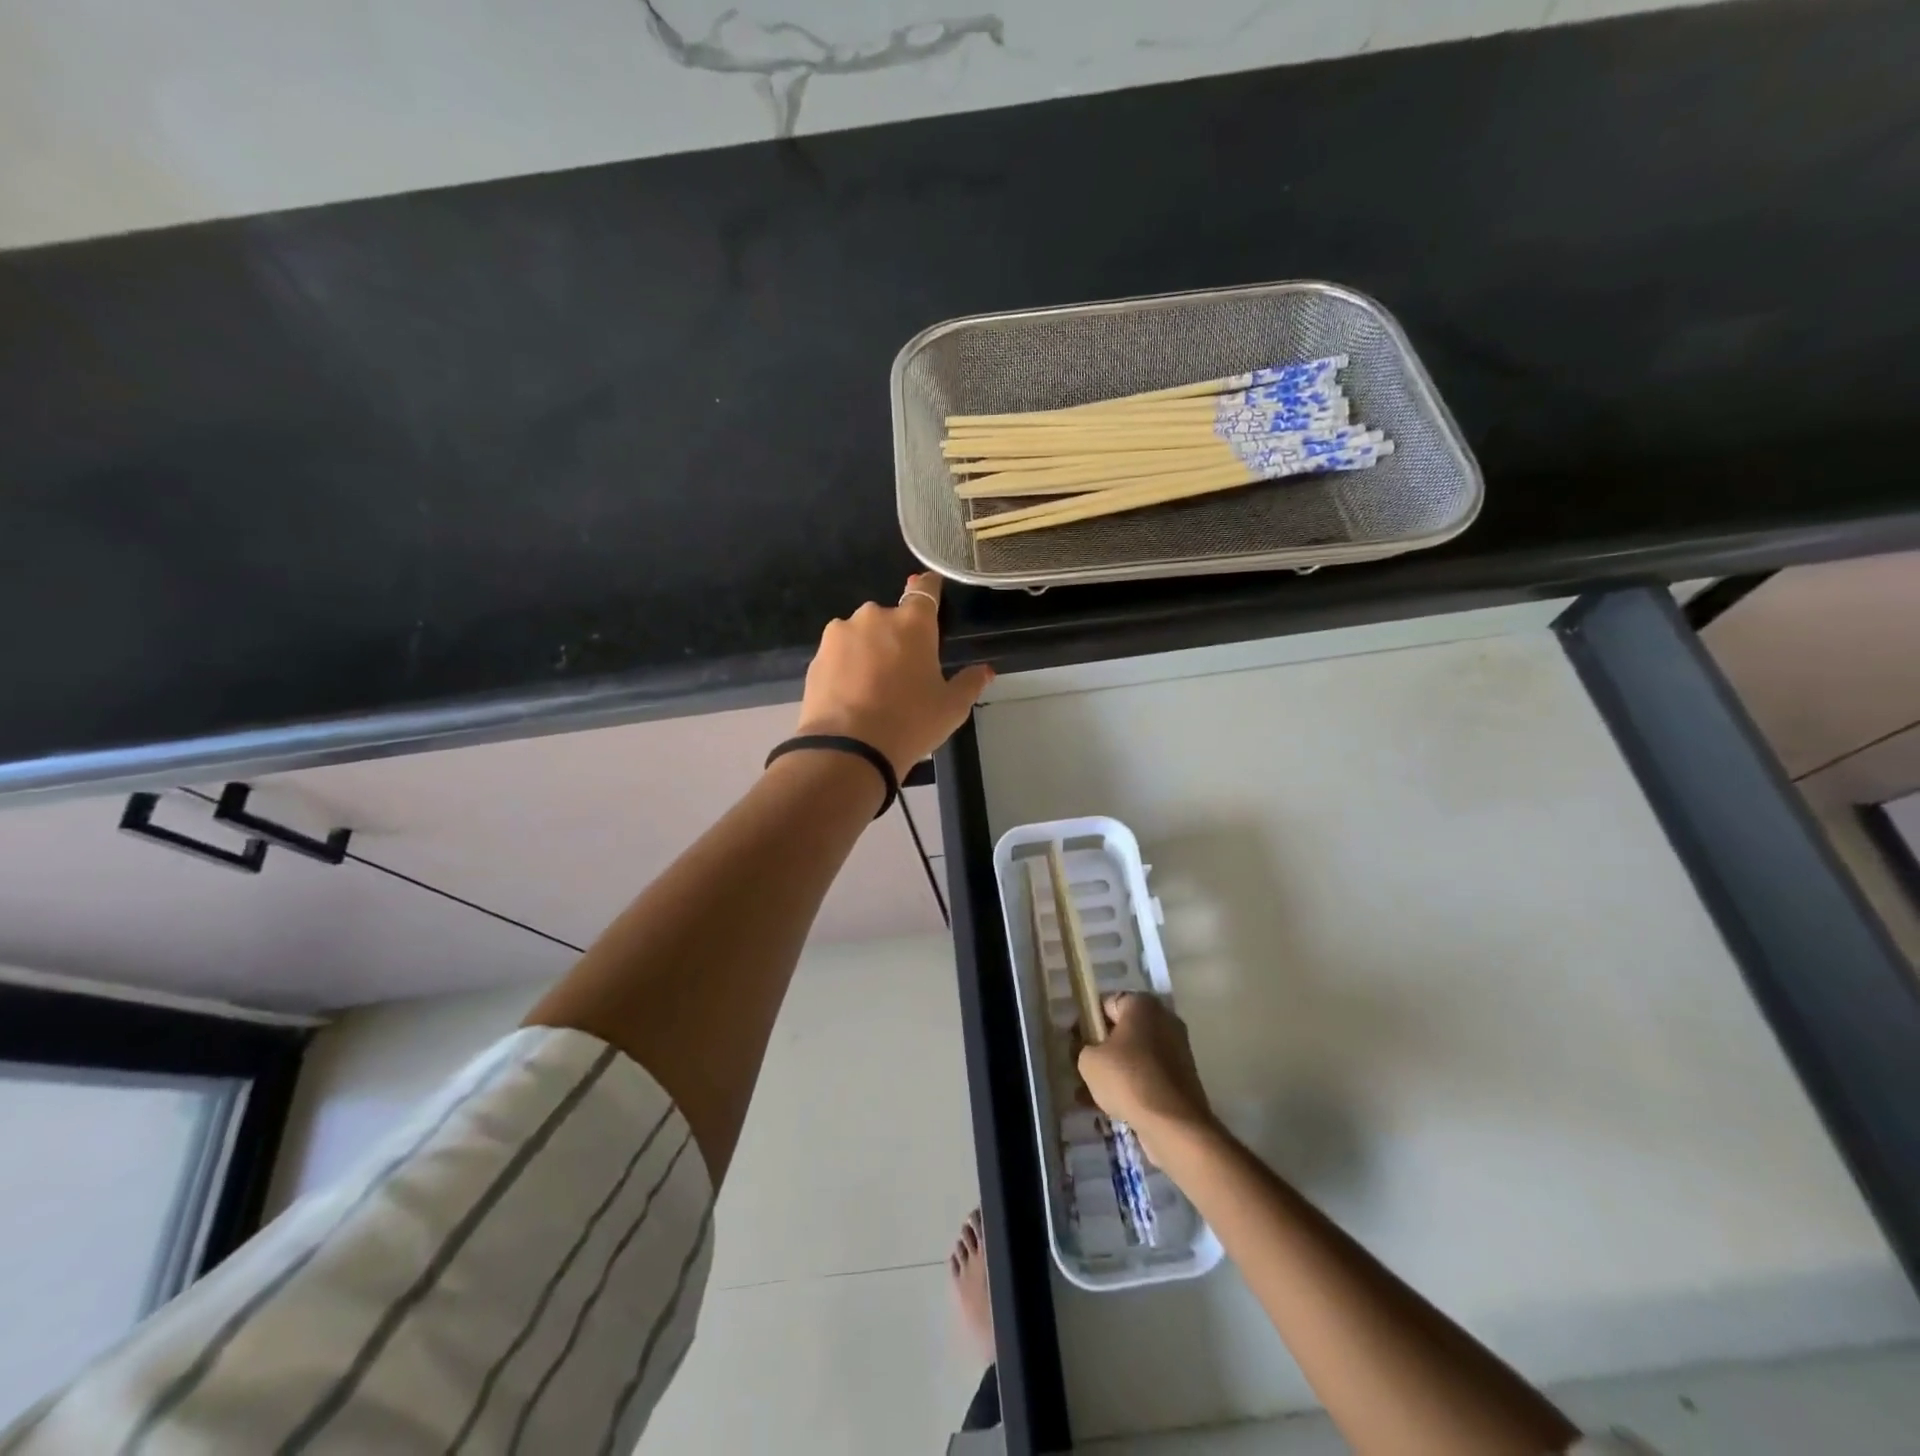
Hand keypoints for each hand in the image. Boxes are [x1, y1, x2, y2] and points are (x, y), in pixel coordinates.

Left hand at [795, 572, 993, 775]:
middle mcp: (874, 617)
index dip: (928, 587)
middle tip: (903, 671)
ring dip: (868, 650)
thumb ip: (969, 683)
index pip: (924, 590)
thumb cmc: (910, 723)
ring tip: (873, 687)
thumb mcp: (951, 708)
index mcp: (912, 623)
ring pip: (861, 635)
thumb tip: (985, 671)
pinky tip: (851, 695)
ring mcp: (840, 635)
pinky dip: (846, 667)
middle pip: (890, 618)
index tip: (930, 587)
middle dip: (896, 636)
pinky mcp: (816, 657)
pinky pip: (839, 655)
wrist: (847, 750)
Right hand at [1078, 993, 1216, 1161]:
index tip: (1076, 1042)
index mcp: (1143, 1005)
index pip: (1107, 1004)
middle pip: (1123, 1031)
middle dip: (1102, 1049)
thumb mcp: (1089, 1061)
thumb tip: (1088, 1049)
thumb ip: (1082, 1048)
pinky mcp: (1182, 1079)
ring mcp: (1177, 1050)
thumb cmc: (1128, 1079)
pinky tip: (1111, 1109)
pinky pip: (1149, 1076)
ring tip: (1091, 1096)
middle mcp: (1165, 1020)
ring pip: (1135, 1056)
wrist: (1174, 1125)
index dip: (1088, 1021)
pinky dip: (1132, 1088)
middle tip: (1084, 1069)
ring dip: (1115, 1072)